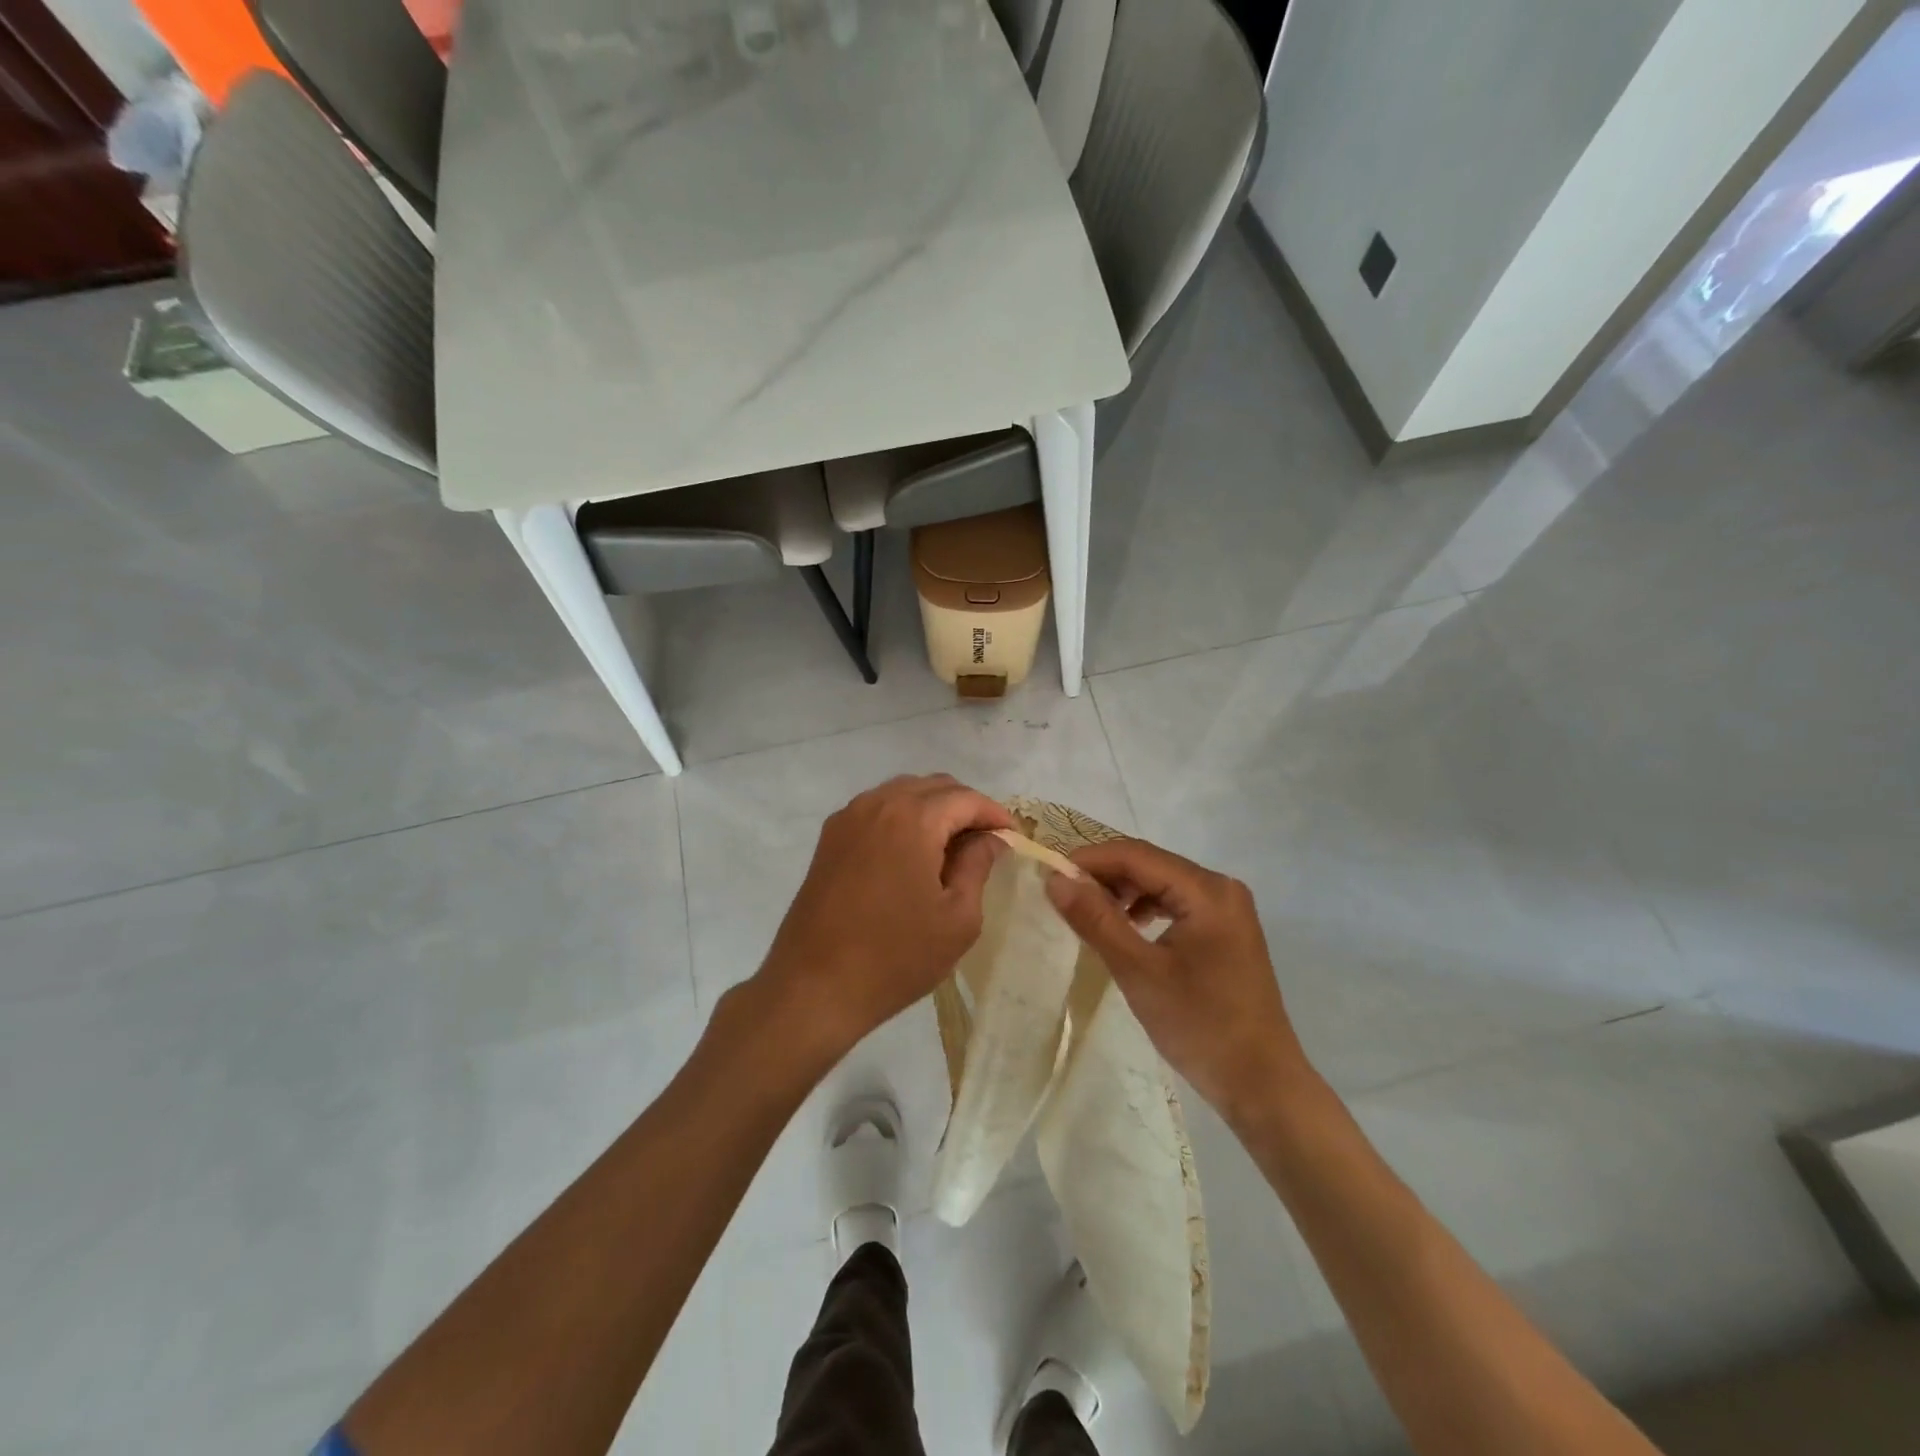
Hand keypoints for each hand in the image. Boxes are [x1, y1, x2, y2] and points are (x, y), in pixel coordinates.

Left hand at [758, 774, 1011, 1058]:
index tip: (1013, 838)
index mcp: (912, 819)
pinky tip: (913, 853)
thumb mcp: (956, 917)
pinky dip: (903, 818)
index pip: (965, 798)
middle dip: (966, 807)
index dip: (995, 814)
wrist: (814, 986)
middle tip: (987, 843)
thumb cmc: (895, 956)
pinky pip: (877, 809)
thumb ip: (977, 866)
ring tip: (953, 847)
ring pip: (903, 793)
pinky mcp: (830, 838)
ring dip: (934, 809)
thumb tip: (990, 839)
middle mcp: (877, 804)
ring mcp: (848, 818)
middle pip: (934, 787)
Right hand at [1044, 837, 1315, 1123]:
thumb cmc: (1200, 1026)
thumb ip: (1096, 920)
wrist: (1261, 1084)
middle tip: (1063, 897)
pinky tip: (1126, 929)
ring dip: (1123, 893)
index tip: (1050, 876)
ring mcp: (1227, 909)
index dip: (1090, 860)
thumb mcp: (1139, 971)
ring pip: (1161, 883)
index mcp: (1207, 891)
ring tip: (1089, 915)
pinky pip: (1176, 903)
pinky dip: (1145, 909)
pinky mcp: (1225, 930)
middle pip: (1150, 864)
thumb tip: (1055, 880)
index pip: (1137, 855)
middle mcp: (1221, 888)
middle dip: (1105, 876)